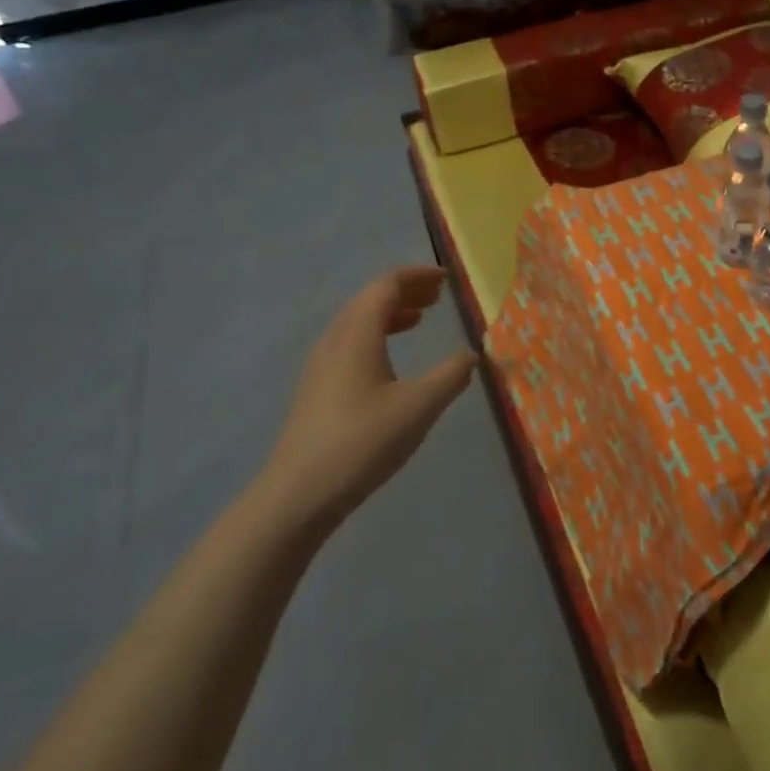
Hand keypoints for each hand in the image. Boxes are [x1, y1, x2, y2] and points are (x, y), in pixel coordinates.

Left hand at [253, 265, 476, 533]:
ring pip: (357, 320)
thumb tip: (471, 355)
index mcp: (358, 333)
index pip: (387, 284)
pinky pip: (349, 341)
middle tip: (438, 297)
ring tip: (419, 320)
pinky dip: (375, 334)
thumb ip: (450, 376)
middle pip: (370, 298)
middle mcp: (335, 339)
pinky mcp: (316, 387)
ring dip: (390, 312)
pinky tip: (389, 359)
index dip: (418, 276)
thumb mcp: (419, 407)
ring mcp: (321, 364)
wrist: (298, 495)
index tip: (446, 279)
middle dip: (406, 291)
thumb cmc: (362, 442)